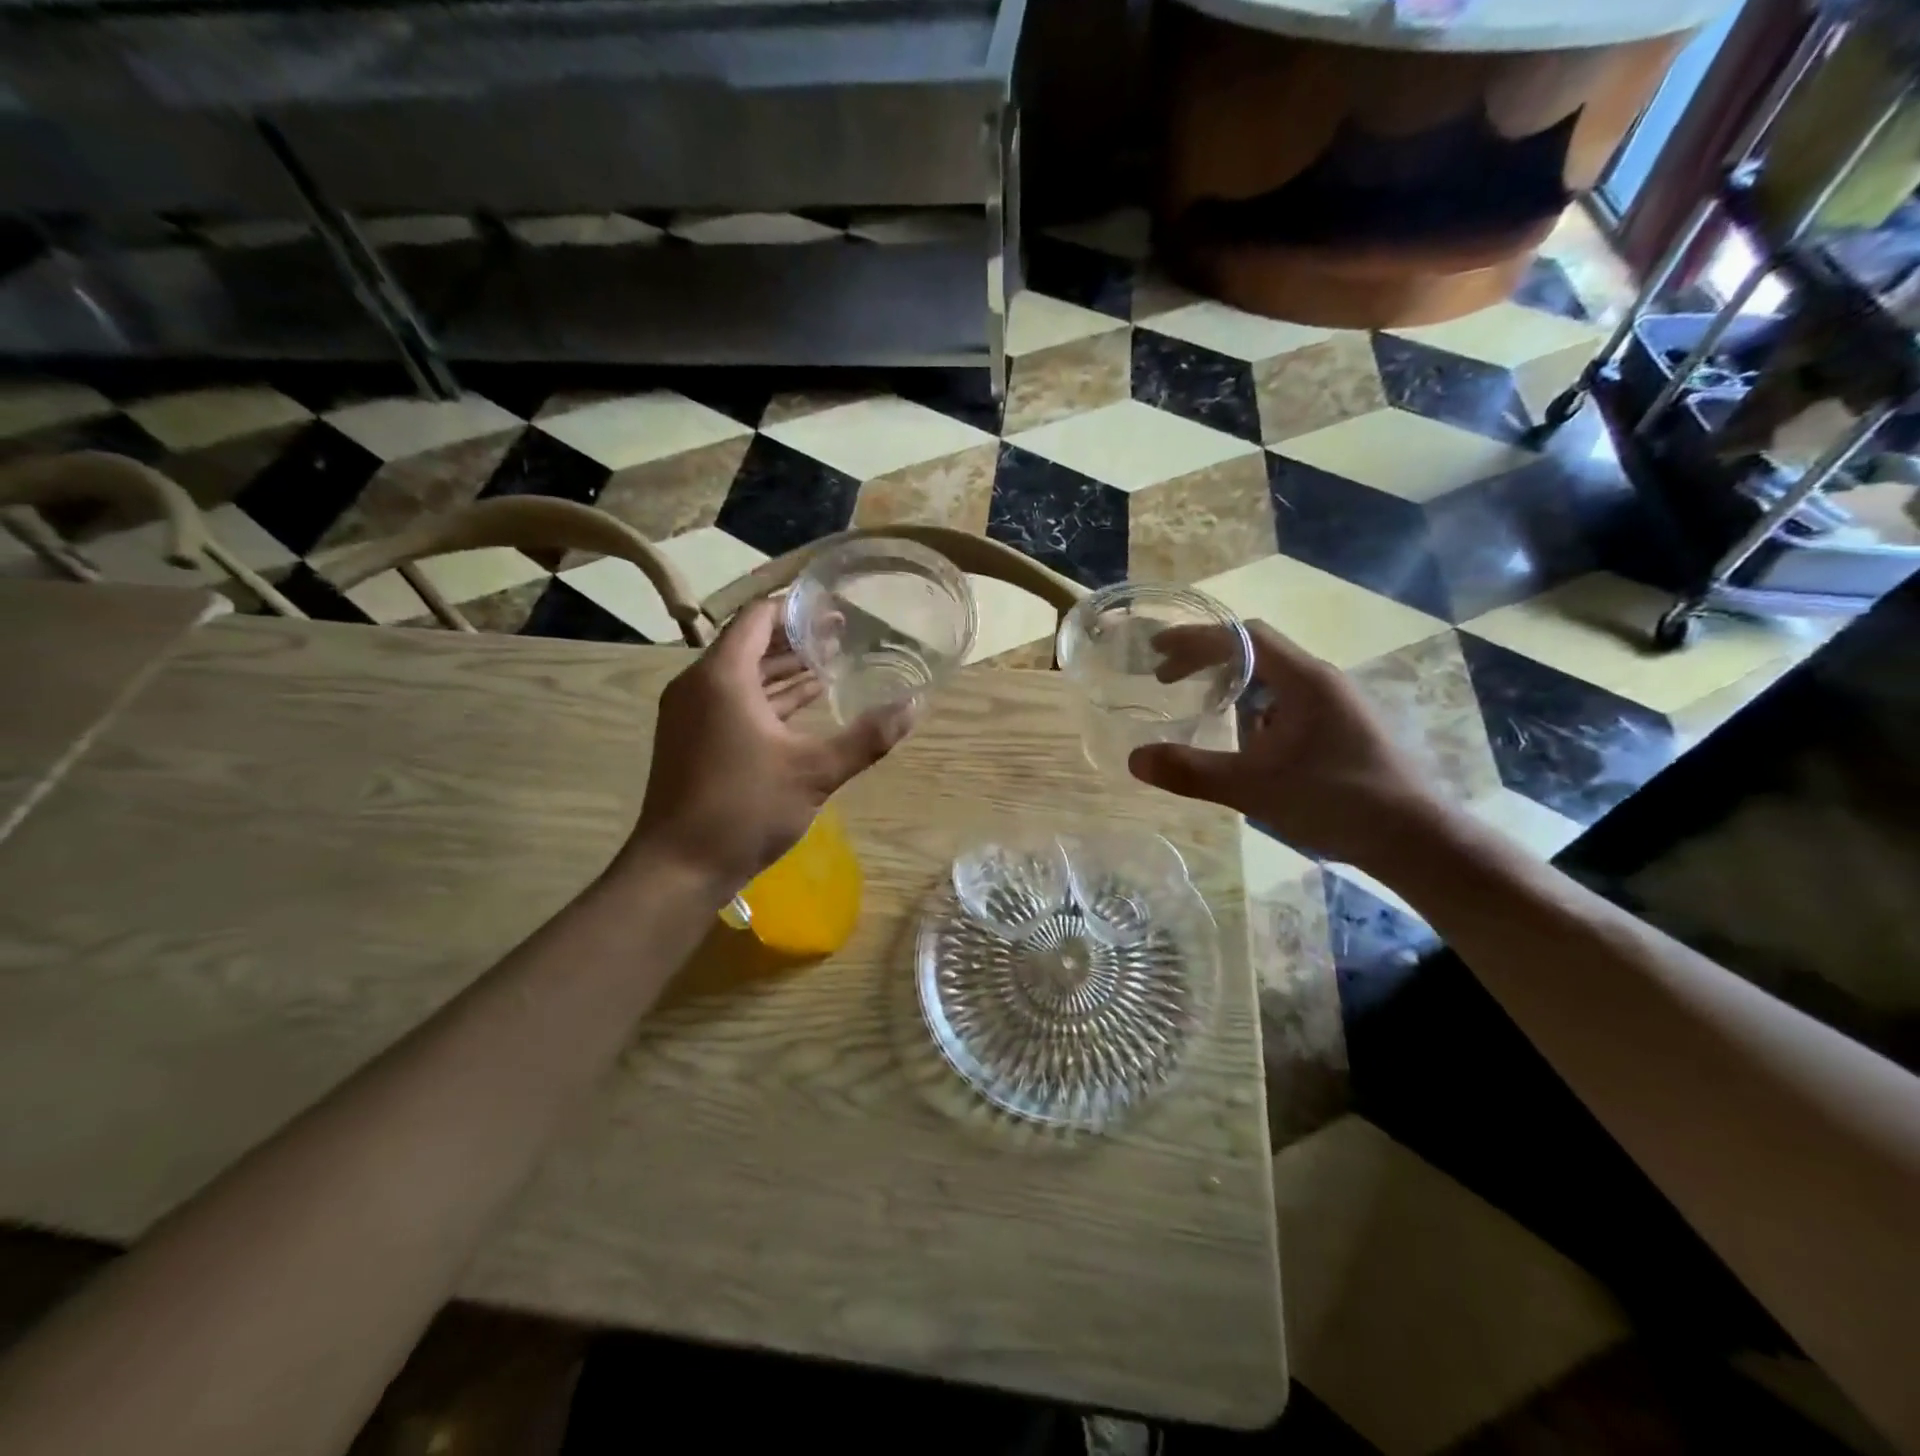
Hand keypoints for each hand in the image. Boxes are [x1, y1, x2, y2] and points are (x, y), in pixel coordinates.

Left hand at [626, 598, 911, 893]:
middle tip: (844, 635)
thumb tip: (914, 706)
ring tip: (831, 664)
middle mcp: (699, 685)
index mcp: (722, 676)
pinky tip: (803, 706)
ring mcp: (691, 714)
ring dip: (783, 670)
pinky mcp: (693, 740)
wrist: (679, 868)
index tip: (835, 608)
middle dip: (795, 639)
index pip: (757, 617)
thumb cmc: (743, 808)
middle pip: (750, 644)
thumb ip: (866, 737)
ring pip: (742, 676)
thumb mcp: (814, 771)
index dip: (796, 608)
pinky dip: (767, 698)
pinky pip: (733, 702)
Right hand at [1128, 621, 1448, 870]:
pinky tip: (1244, 743)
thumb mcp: (1253, 787)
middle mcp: (1322, 681)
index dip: (1195, 639)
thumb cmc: (1336, 802)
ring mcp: (1336, 705)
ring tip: (1199, 705)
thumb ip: (1192, 772)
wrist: (1417, 840)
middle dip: (1206, 659)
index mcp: (1304, 680)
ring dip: (1231, 684)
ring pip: (1273, 678)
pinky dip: (1253, 709)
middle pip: (1255, 651)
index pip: (1242, 637)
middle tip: (1166, 677)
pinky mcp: (1342, 729)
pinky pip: (1287, 703)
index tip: (1156, 652)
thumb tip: (1134, 759)